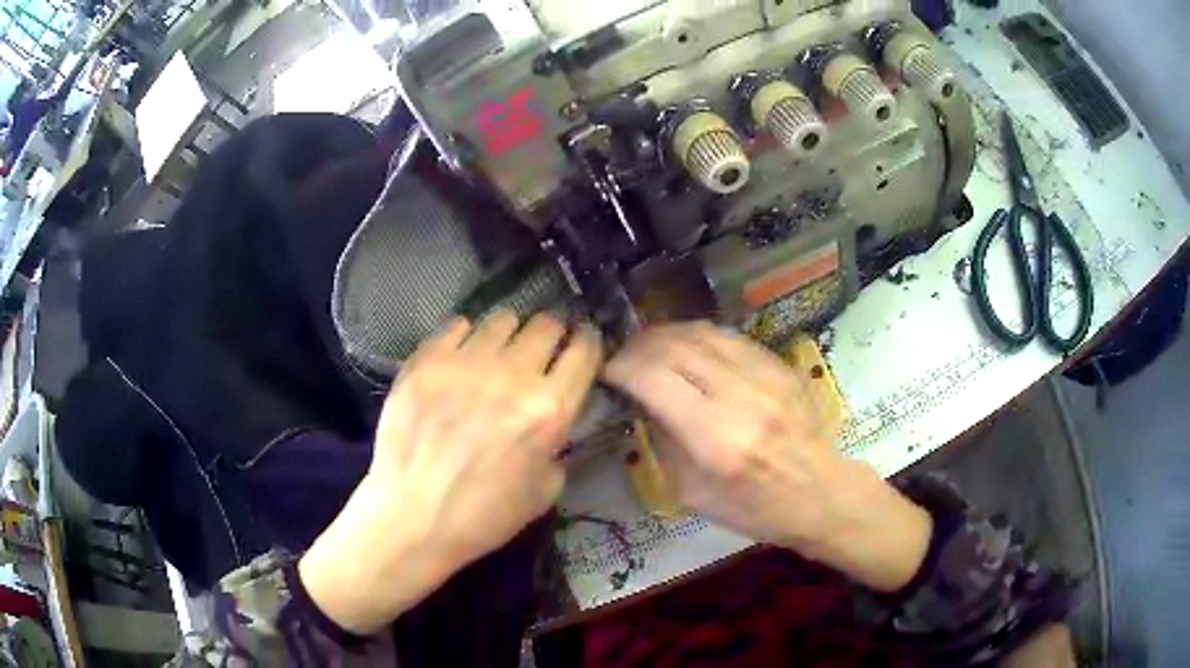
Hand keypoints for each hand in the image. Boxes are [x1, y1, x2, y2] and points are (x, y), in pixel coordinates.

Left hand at [301, 311, 601, 632]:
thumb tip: (553, 427)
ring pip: (502, 318)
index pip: (584, 352)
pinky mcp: (425, 361)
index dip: (589, 341)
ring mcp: (465, 363)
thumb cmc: (482, 517)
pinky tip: (461, 355)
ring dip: (509, 332)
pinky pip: (456, 325)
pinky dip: (466, 336)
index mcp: (549, 410)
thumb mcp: (543, 495)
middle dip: (551, 333)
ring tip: (499, 350)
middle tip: (542, 348)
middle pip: (545, 324)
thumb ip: (558, 450)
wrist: (411, 519)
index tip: (584, 341)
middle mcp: (512, 375)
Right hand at [604, 322, 930, 591]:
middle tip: (624, 358)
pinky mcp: (779, 366)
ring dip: (666, 335)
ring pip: (702, 333)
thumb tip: (641, 400)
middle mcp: (741, 398)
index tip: (607, 372)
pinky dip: (698, 337)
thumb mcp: (693, 494)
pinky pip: (729, 337)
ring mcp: (765, 376)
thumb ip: (664, 442)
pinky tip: (687, 349)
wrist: (819, 494)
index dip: (621, 368)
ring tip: (649, 348)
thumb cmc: (754, 509)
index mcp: (716, 440)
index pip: (654, 379)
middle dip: (638, 347)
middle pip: (675, 347)